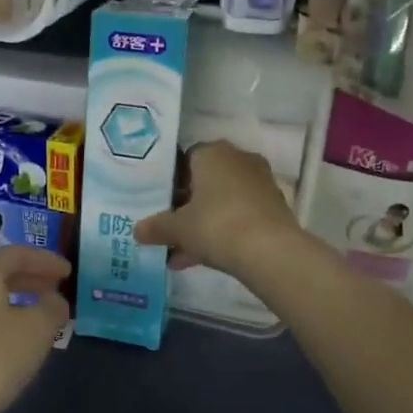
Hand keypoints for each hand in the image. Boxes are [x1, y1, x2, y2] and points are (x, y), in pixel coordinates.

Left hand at [0, 245, 70, 412]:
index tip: (68, 271)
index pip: (15, 254)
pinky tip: (14, 342)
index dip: (45, 260)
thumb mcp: (37, 329)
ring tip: (39, 315)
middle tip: (55, 288)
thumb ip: (52, 308)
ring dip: (14, 302)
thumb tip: (54, 301)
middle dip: (29, 279)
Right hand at [133, 140, 302, 278]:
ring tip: (182, 254)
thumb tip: (137, 231)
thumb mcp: (177, 228)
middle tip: (171, 230)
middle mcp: (239, 159)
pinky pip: (240, 215)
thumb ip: (156, 227)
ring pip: (223, 202)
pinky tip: (206, 258)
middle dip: (188, 207)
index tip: (162, 206)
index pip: (186, 160)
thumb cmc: (215, 225)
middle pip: (206, 182)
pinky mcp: (275, 206)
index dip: (172, 183)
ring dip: (204, 223)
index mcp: (212, 153)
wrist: (269, 250)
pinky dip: (225, 231)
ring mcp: (260, 182)